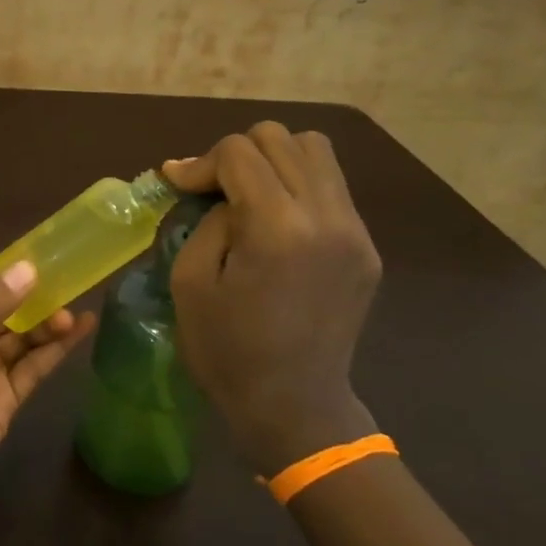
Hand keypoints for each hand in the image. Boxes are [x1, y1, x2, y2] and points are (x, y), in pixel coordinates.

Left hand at [0, 262, 96, 535]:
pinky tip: (80, 330)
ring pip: (23, 337)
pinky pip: (33, 367)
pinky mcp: (4, 401)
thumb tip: (29, 269)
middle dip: (35, 295)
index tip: (47, 254)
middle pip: (5, 307)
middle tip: (72, 282)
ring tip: (75, 313)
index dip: (8, 268)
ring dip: (48, 322)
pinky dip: (56, 350)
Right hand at [164, 123, 380, 474]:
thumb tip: (217, 191)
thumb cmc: (227, 351)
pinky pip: (331, 188)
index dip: (200, 162)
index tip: (178, 185)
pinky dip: (298, 186)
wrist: (294, 406)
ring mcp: (355, 231)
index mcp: (277, 228)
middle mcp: (326, 217)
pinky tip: (277, 221)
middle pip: (280, 138)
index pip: (239, 152)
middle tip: (213, 190)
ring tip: (249, 194)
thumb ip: (206, 220)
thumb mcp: (190, 281)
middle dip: (237, 154)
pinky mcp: (367, 248)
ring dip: (274, 161)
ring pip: (315, 151)